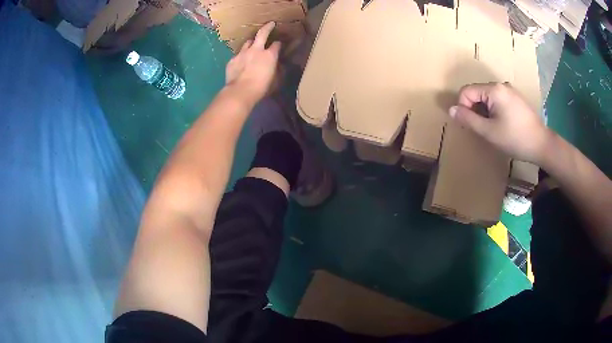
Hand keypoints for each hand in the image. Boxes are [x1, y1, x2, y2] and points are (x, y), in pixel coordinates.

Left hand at [225, 22, 280, 105]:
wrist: (240, 91)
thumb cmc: (261, 88)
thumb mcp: (275, 80)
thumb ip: (277, 70)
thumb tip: (278, 66)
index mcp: (270, 55)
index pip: (277, 44)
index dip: (278, 44)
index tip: (279, 45)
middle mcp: (256, 50)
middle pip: (262, 33)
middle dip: (267, 27)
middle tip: (270, 24)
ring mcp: (242, 53)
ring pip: (248, 42)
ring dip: (251, 43)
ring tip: (252, 46)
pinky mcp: (232, 60)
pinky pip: (238, 55)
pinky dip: (241, 57)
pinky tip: (241, 62)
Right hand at [448, 82, 551, 163]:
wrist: (541, 144)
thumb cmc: (515, 138)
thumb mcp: (489, 132)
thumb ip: (468, 119)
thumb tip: (451, 110)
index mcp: (494, 89)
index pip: (467, 91)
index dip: (463, 108)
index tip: (471, 125)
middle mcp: (501, 85)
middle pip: (477, 93)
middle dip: (475, 110)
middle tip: (483, 129)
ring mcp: (510, 90)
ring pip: (487, 97)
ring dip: (484, 111)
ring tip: (493, 128)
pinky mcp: (516, 98)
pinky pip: (497, 99)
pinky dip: (494, 110)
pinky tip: (503, 124)